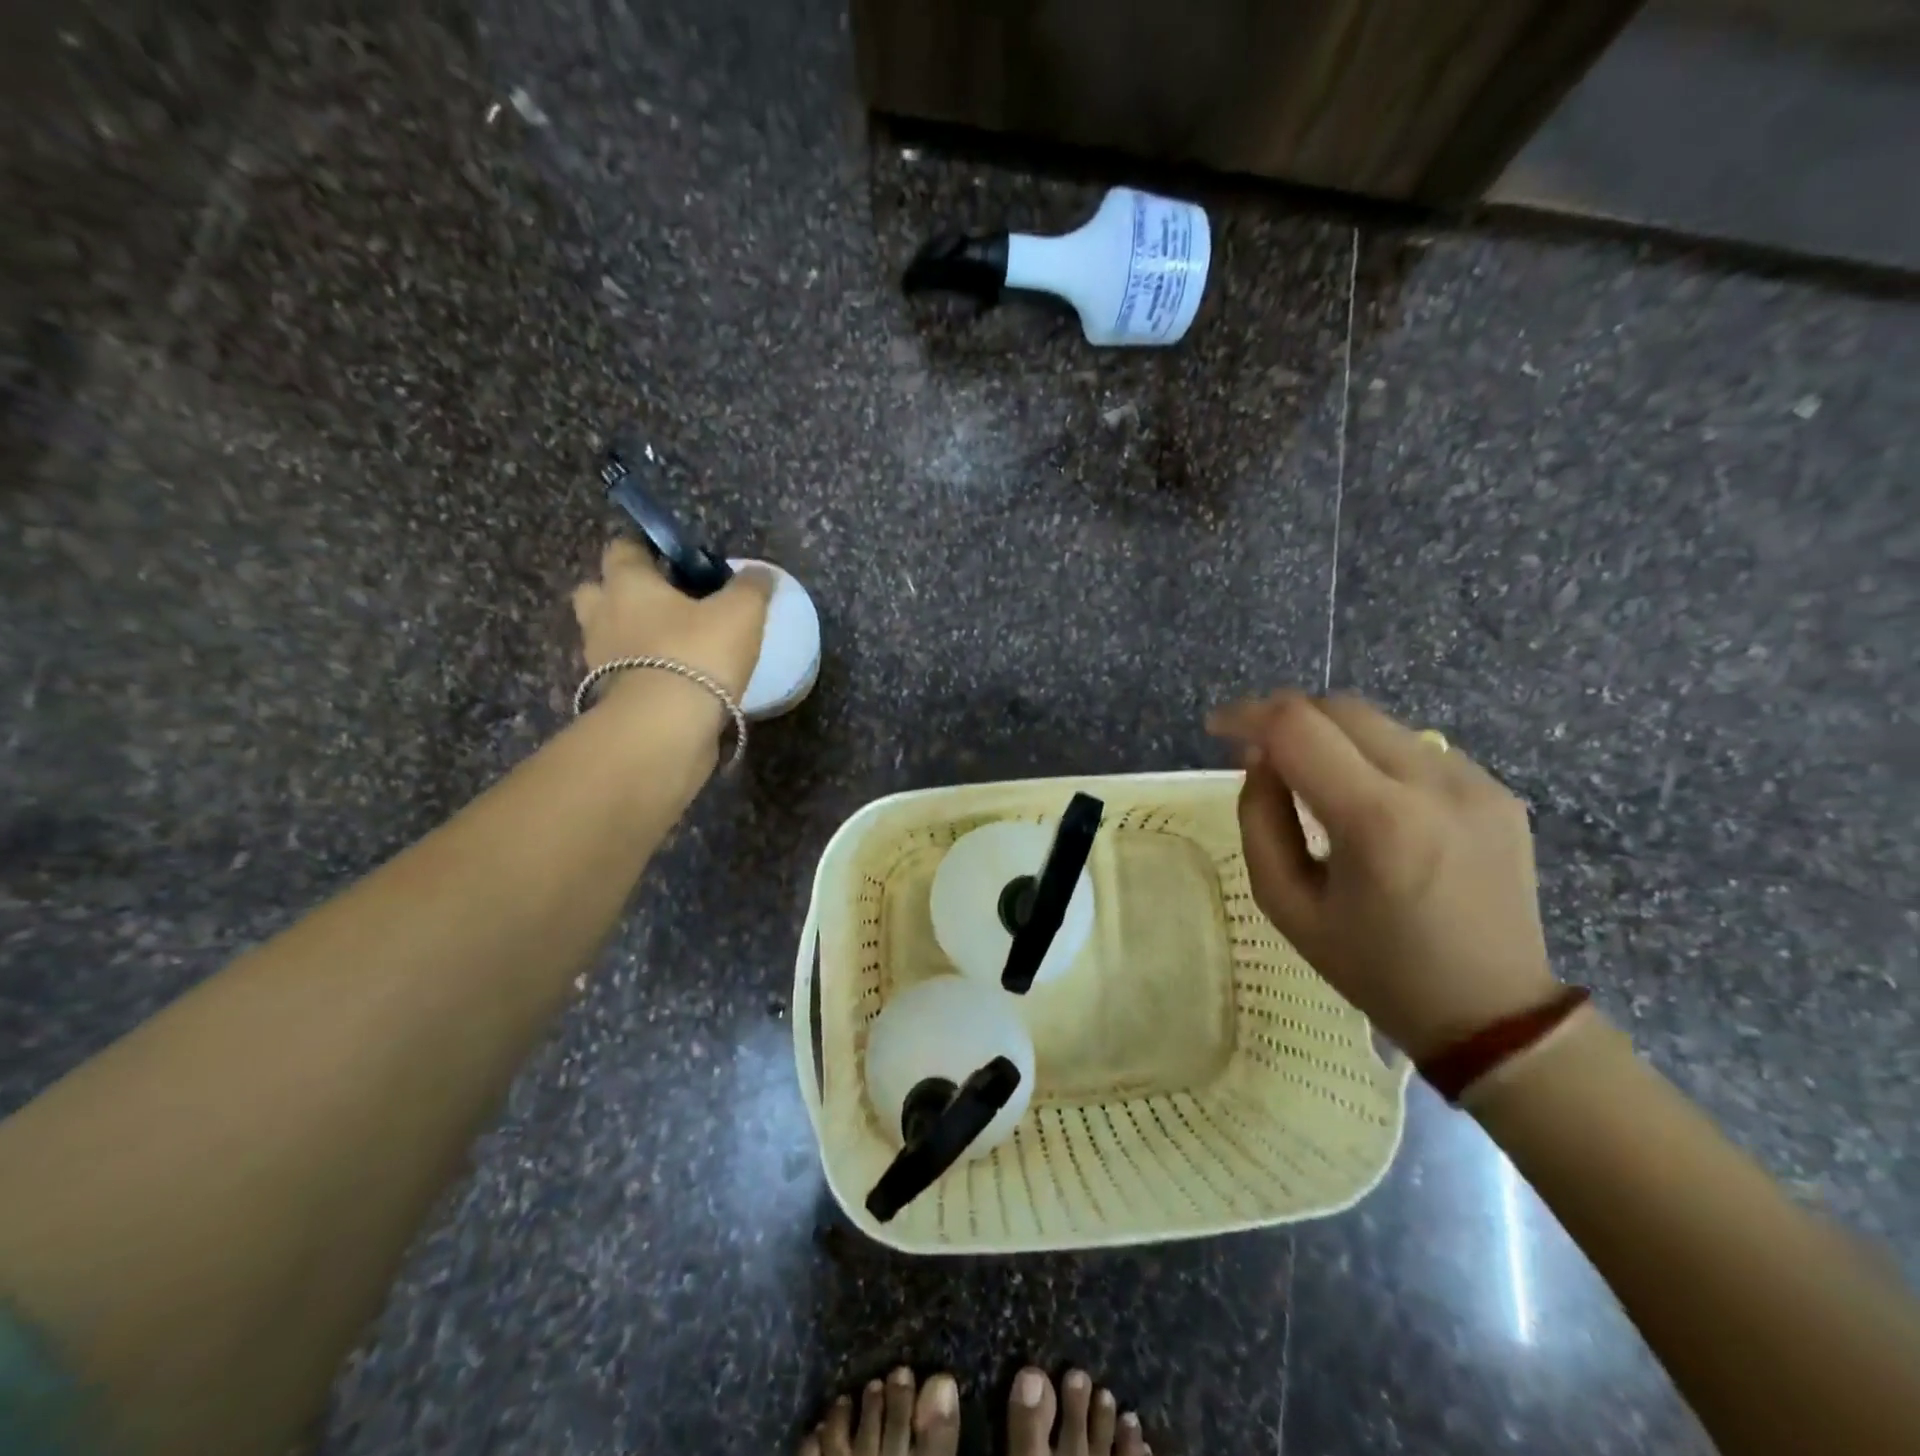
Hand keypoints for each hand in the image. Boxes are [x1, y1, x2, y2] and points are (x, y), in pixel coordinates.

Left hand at [572, 539, 771, 699]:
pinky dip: (641, 671)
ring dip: (631, 635)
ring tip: (673, 644)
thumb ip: (751, 587)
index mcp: (627, 583)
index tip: (676, 557)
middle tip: (665, 602)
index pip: (623, 547)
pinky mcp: (608, 698)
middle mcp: (602, 616)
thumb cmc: (697, 653)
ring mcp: (599, 660)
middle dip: (624, 591)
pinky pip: (622, 673)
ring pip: (608, 635)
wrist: (665, 728)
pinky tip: (674, 678)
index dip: (646, 547)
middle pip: (599, 591)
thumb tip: (759, 572)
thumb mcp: (741, 612)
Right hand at [1208, 692, 1558, 1059]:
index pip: (1297, 728)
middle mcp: (1432, 784)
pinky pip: (1414, 747)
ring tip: (1310, 777)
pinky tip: (1367, 799)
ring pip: (1378, 722)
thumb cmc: (1375, 968)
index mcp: (1376, 821)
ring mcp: (1475, 782)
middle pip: (1339, 708)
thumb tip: (1260, 758)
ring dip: (1330, 735)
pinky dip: (1373, 755)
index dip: (1247, 715)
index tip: (1217, 727)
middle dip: (1286, 717)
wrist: (1493, 1013)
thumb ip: (1261, 820)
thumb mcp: (1287, 905)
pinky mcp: (1497, 791)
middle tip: (1258, 751)